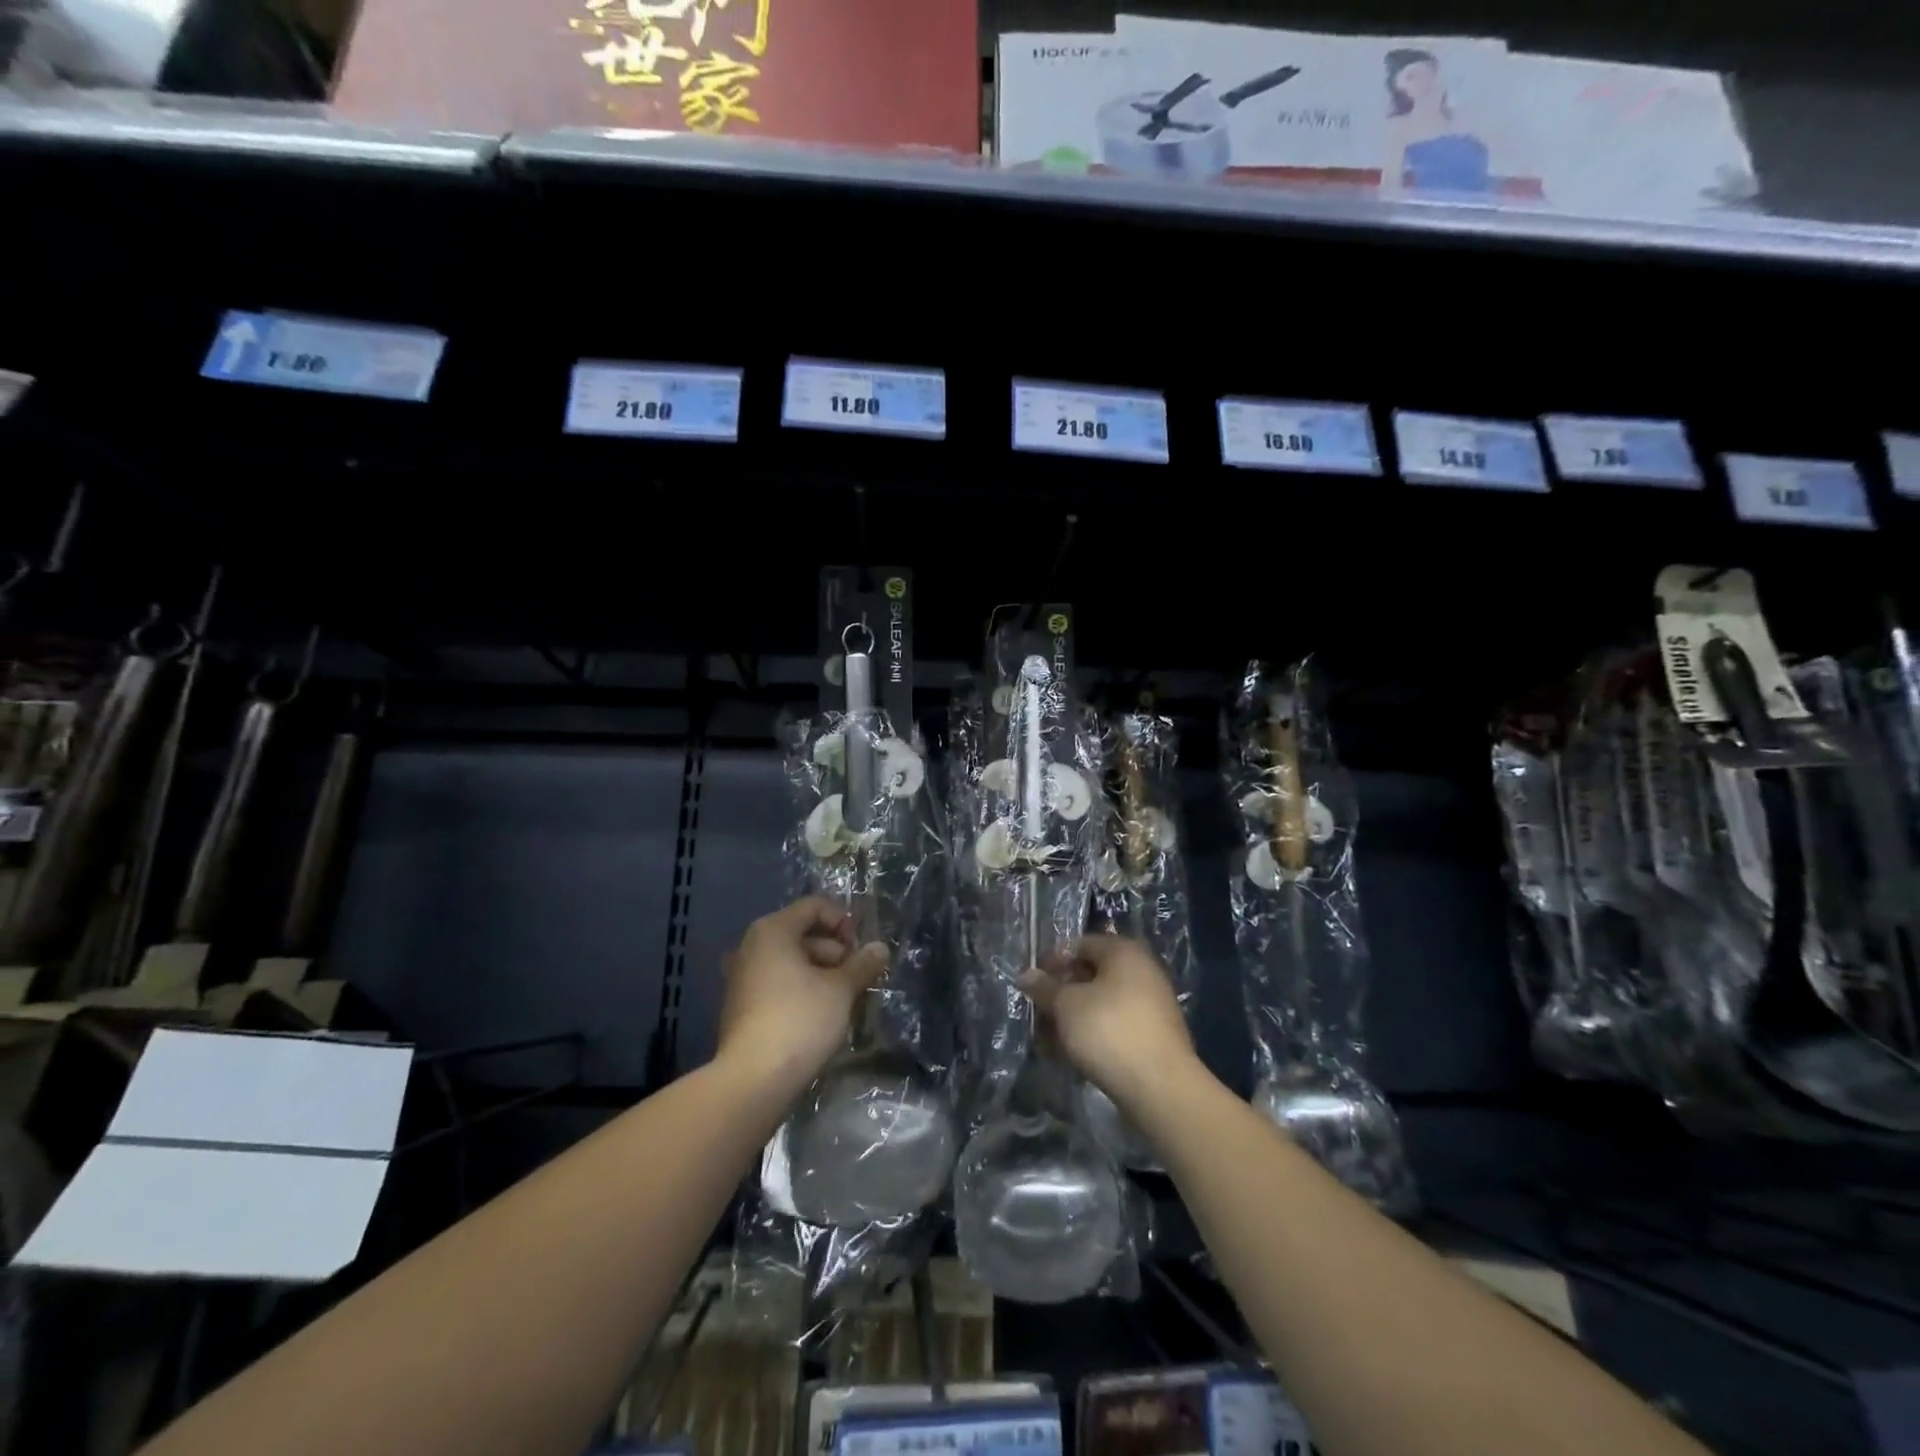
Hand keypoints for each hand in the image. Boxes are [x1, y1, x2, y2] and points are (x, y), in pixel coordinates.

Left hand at [716, 897, 887, 1093]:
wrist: (753, 1080)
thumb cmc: (800, 1020)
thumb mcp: (840, 989)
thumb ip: (862, 964)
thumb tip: (880, 948)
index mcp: (772, 931)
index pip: (814, 906)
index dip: (843, 921)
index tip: (862, 949)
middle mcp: (752, 947)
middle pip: (803, 934)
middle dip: (836, 952)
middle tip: (860, 978)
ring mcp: (744, 978)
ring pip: (793, 963)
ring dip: (823, 975)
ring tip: (847, 1000)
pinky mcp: (743, 1007)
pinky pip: (780, 985)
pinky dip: (803, 991)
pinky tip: (824, 1015)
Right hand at [1021, 935, 1198, 1108]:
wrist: (1160, 1086)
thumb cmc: (1108, 1030)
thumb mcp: (1066, 1005)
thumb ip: (1044, 987)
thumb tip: (1026, 975)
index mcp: (1123, 951)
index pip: (1080, 944)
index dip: (1053, 960)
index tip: (1032, 983)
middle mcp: (1142, 970)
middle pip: (1092, 974)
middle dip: (1061, 993)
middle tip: (1038, 1013)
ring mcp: (1151, 1004)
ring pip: (1101, 1003)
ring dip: (1073, 1017)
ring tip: (1049, 1040)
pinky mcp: (1153, 1035)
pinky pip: (1115, 1025)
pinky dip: (1092, 1034)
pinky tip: (1072, 1055)